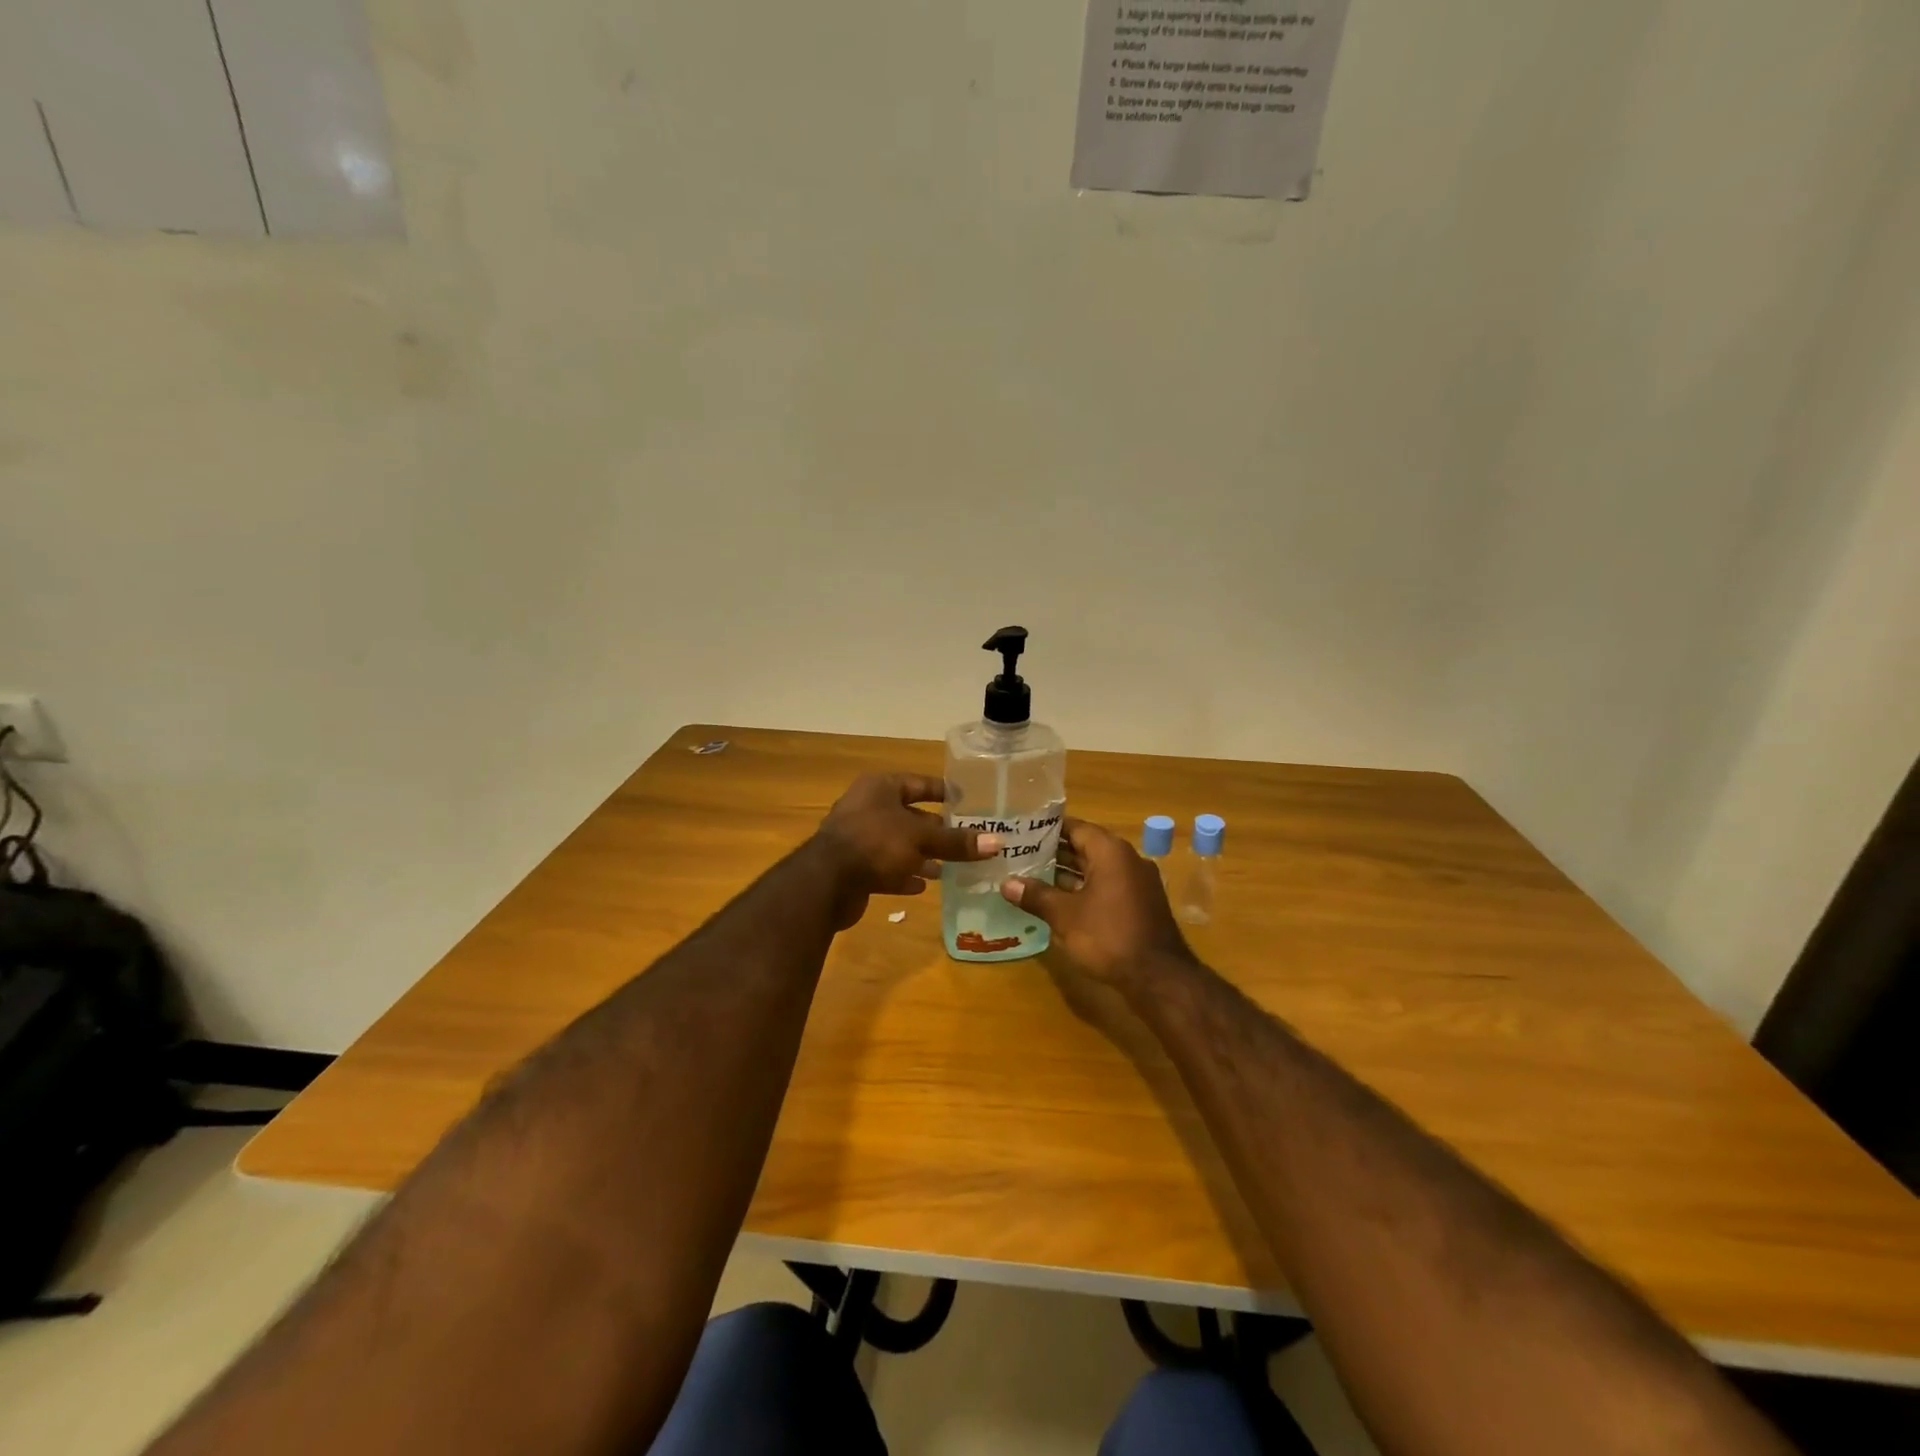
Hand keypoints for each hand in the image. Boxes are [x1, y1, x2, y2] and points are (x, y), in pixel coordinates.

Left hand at [814, 773, 1000, 929]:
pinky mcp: (854, 866)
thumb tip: (998, 843)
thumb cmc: (875, 843)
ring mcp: (858, 838)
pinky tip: (923, 886)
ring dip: (921, 855)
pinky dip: (903, 874)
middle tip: (965, 841)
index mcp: (881, 788)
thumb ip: (957, 842)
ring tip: (949, 868)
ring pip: (898, 843)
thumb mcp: (921, 839)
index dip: (943, 792)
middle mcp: (867, 807)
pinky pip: (885, 867)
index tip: (966, 802)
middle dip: (936, 830)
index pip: (919, 783)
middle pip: (909, 816)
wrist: (825, 882)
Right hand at [999, 819, 1192, 986]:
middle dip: (1054, 851)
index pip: (1075, 827)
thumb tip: (1006, 883)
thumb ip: (1036, 896)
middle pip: (1086, 846)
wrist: (1159, 977)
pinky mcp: (1140, 903)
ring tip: (1032, 876)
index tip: (1022, 831)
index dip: (1047, 829)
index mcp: (1111, 851)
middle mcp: (1127, 859)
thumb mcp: (1065, 916)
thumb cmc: (1108, 936)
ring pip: (1096, 868)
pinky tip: (1059, 901)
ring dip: (1068, 872)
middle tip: (1021, 854)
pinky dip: (1084, 888)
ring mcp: (1137, 882)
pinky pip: (1107, 885)